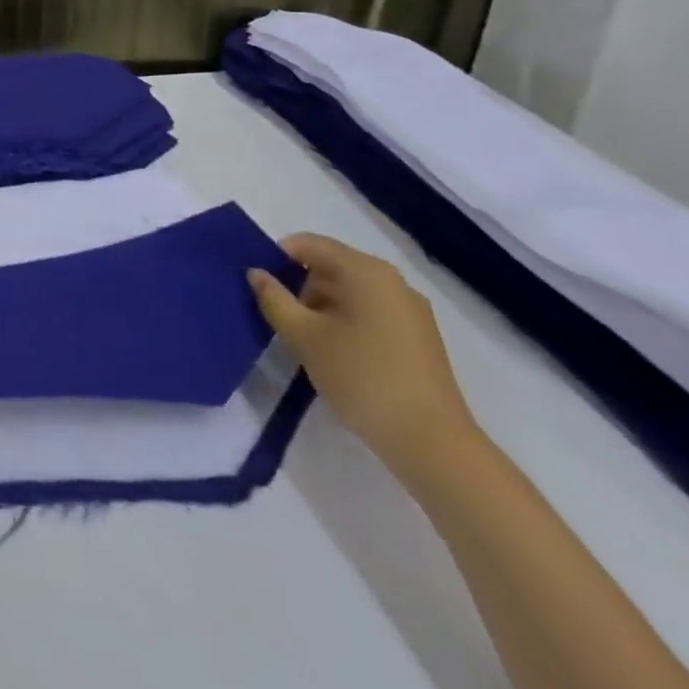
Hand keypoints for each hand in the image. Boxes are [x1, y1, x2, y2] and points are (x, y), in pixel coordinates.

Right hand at [248, 234, 477, 479]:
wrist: (433, 444)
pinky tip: (337, 354)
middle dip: (301, 285)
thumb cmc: (361, 377)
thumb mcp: (304, 336)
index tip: (260, 284)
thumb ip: (274, 299)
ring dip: (323, 306)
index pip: (310, 245)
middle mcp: (392, 281)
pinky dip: (347, 321)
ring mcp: (411, 310)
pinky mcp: (420, 338)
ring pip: (352, 291)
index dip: (279, 257)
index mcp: (365, 271)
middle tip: (281, 316)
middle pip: (332, 266)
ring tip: (307, 340)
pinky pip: (372, 312)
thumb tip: (256, 273)